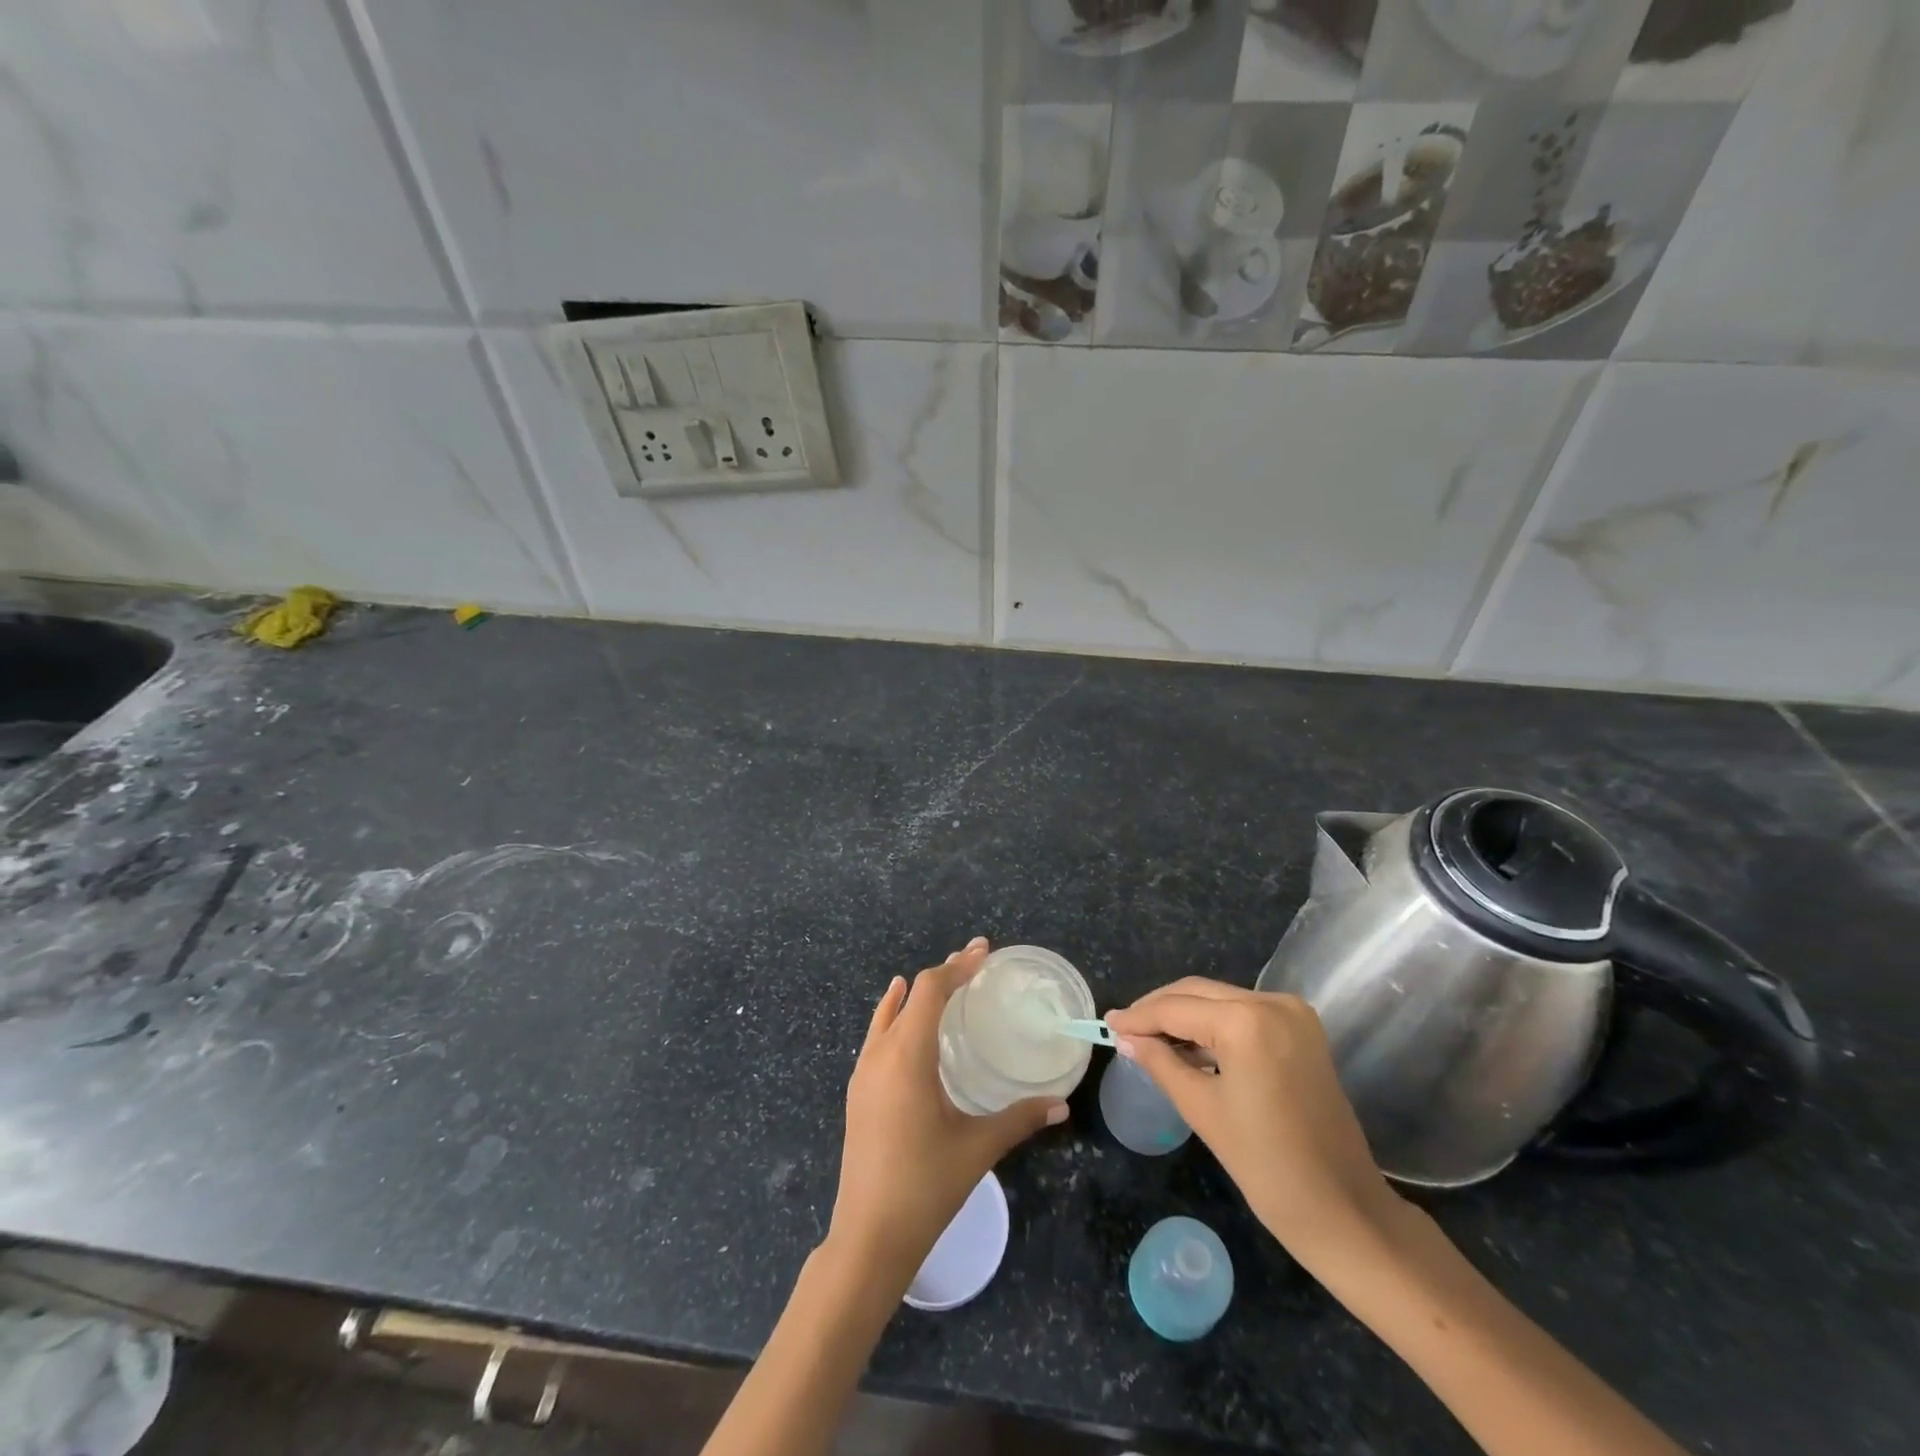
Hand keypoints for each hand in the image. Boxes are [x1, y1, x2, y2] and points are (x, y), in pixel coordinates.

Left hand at [828, 937, 1067, 1288]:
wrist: (868, 1237)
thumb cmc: (925, 1186)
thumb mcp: (978, 1148)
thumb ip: (1020, 1119)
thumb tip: (1061, 1104)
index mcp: (907, 1057)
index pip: (930, 990)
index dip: (957, 966)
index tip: (983, 951)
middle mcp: (880, 1054)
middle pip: (910, 995)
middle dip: (943, 975)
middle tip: (974, 964)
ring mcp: (862, 1073)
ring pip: (889, 1014)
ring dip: (916, 994)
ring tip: (946, 983)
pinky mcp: (857, 1092)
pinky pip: (877, 1036)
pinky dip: (894, 1015)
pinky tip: (902, 1019)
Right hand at [1105, 979, 1402, 1263]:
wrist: (1345, 1210)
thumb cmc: (1267, 1166)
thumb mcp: (1202, 1109)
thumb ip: (1160, 1062)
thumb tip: (1125, 1038)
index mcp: (1247, 1021)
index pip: (1176, 1008)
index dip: (1138, 1017)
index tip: (1106, 1023)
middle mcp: (1272, 1002)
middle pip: (1198, 993)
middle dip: (1159, 1010)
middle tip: (1124, 1030)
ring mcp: (1292, 1013)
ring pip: (1220, 999)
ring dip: (1184, 1015)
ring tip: (1149, 1039)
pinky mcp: (1302, 1029)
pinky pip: (1244, 1013)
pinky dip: (1213, 1024)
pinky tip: (1188, 1044)